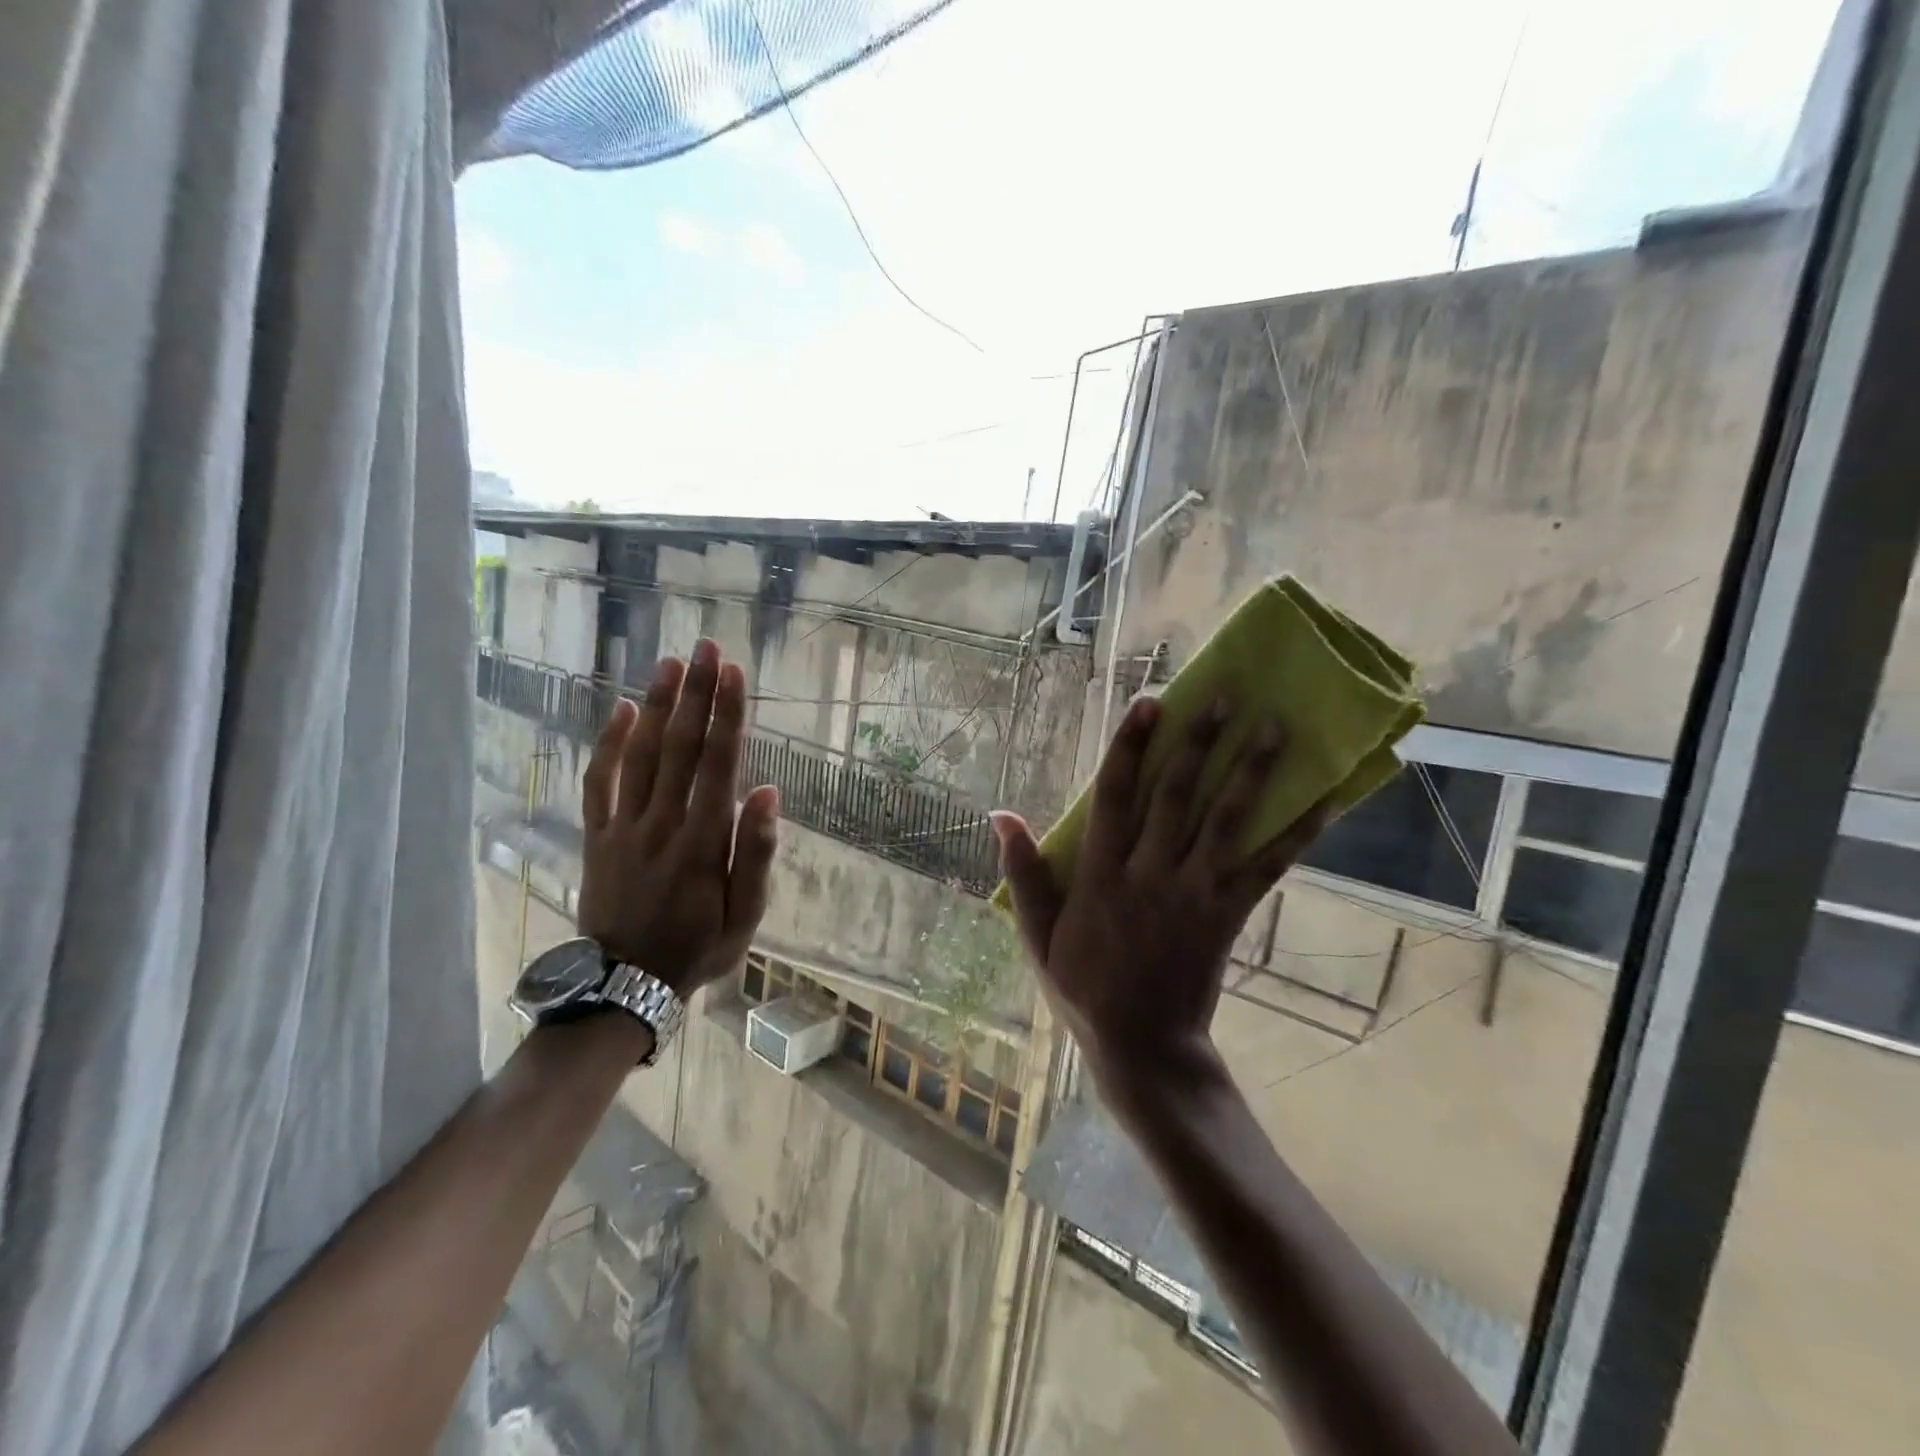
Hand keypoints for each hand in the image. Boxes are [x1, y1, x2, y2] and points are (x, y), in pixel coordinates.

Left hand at [577, 639, 780, 998]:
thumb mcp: (746, 915)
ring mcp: (624, 828)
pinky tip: (623, 711)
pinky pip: (598, 783)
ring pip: (640, 755)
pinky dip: (608, 745)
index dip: (727, 715)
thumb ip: (757, 853)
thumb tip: (768, 793)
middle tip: (705, 647)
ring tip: (671, 664)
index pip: (718, 764)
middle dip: (695, 694)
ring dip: (656, 706)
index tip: (733, 672)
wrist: (625, 985)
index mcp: (703, 841)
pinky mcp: (597, 837)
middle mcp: (662, 823)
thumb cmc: (698, 948)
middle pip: (680, 747)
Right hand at [991, 695, 1327, 1100]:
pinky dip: (1296, 834)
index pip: (1115, 797)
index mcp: (1101, 875)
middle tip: (1224, 697)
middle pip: (1177, 796)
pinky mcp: (1229, 914)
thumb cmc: (1083, 986)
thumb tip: (1000, 815)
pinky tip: (1325, 802)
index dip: (1130, 748)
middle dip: (1199, 742)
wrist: (1143, 1046)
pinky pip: (1267, 868)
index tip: (1150, 705)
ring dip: (1251, 771)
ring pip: (1226, 821)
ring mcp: (1195, 893)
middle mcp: (1150, 873)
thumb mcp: (1037, 934)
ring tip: (1274, 727)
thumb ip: (1023, 873)